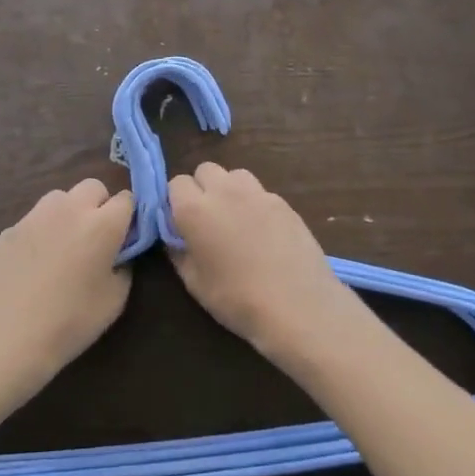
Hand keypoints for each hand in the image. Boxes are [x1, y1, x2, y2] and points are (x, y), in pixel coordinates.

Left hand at [0, 179, 135, 399]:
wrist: (6, 337)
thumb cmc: (70, 321)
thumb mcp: (115, 301)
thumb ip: (123, 267)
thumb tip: (118, 255)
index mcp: (102, 224)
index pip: (126, 199)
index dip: (128, 216)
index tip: (125, 238)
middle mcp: (70, 209)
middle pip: (93, 187)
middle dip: (99, 205)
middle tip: (95, 238)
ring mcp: (34, 216)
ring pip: (60, 198)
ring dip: (68, 213)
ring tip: (63, 246)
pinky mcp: (8, 229)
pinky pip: (33, 220)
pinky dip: (40, 233)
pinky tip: (33, 264)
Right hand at [166, 163, 360, 358]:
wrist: (297, 305)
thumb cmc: (237, 299)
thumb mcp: (194, 283)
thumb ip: (179, 252)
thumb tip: (176, 238)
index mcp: (195, 209)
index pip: (176, 183)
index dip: (176, 202)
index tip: (181, 224)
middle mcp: (224, 191)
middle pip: (205, 170)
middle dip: (202, 188)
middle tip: (207, 220)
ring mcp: (258, 193)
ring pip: (235, 175)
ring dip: (229, 189)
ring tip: (235, 220)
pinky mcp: (283, 202)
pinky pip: (260, 192)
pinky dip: (254, 203)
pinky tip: (263, 232)